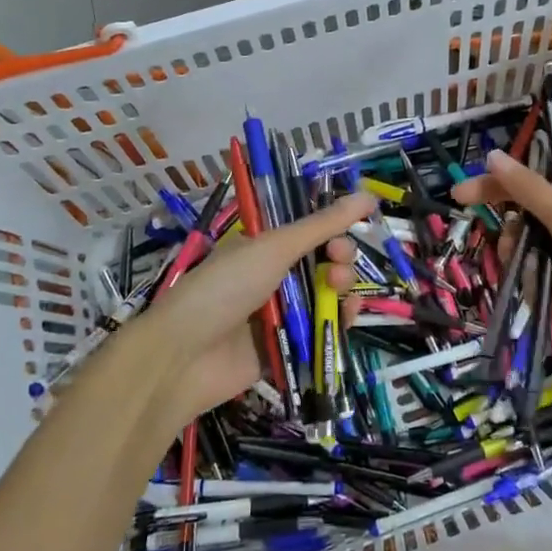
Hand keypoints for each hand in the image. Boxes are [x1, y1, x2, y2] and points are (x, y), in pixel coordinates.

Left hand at [123, 192, 374, 430]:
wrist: (183, 356)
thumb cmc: (225, 288)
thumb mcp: (274, 248)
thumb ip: (322, 225)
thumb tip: (368, 194)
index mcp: (261, 247)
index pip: (308, 232)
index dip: (331, 230)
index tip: (345, 233)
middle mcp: (270, 278)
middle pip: (321, 263)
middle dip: (339, 258)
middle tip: (339, 263)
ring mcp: (277, 315)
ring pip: (324, 296)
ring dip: (341, 288)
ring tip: (339, 290)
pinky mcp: (284, 349)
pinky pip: (319, 332)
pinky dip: (337, 322)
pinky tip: (347, 315)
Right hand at [453, 150, 551, 412]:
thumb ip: (529, 191)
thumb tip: (492, 155)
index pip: (527, 187)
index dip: (493, 188)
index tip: (458, 197)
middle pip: (522, 225)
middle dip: (513, 237)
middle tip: (516, 247)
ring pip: (525, 259)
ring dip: (526, 267)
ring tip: (546, 280)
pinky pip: (537, 288)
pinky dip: (541, 293)